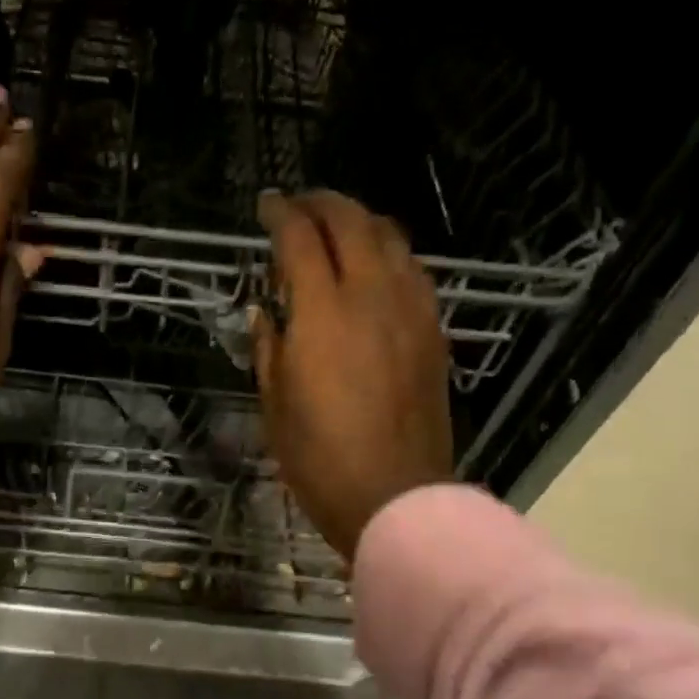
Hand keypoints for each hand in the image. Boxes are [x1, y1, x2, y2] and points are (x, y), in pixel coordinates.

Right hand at [252, 190, 452, 560]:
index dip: (280, 214)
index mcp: (322, 313)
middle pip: (351, 222)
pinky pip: (413, 271)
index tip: (265, 206)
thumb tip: (264, 311)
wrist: (394, 495)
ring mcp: (410, 310)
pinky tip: (375, 270)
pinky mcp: (433, 331)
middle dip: (322, 203)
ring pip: (391, 238)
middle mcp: (371, 295)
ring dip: (360, 222)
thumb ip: (268, 347)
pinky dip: (389, 255)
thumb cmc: (318, 457)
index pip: (300, 239)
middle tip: (298, 206)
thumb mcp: (273, 404)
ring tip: (337, 229)